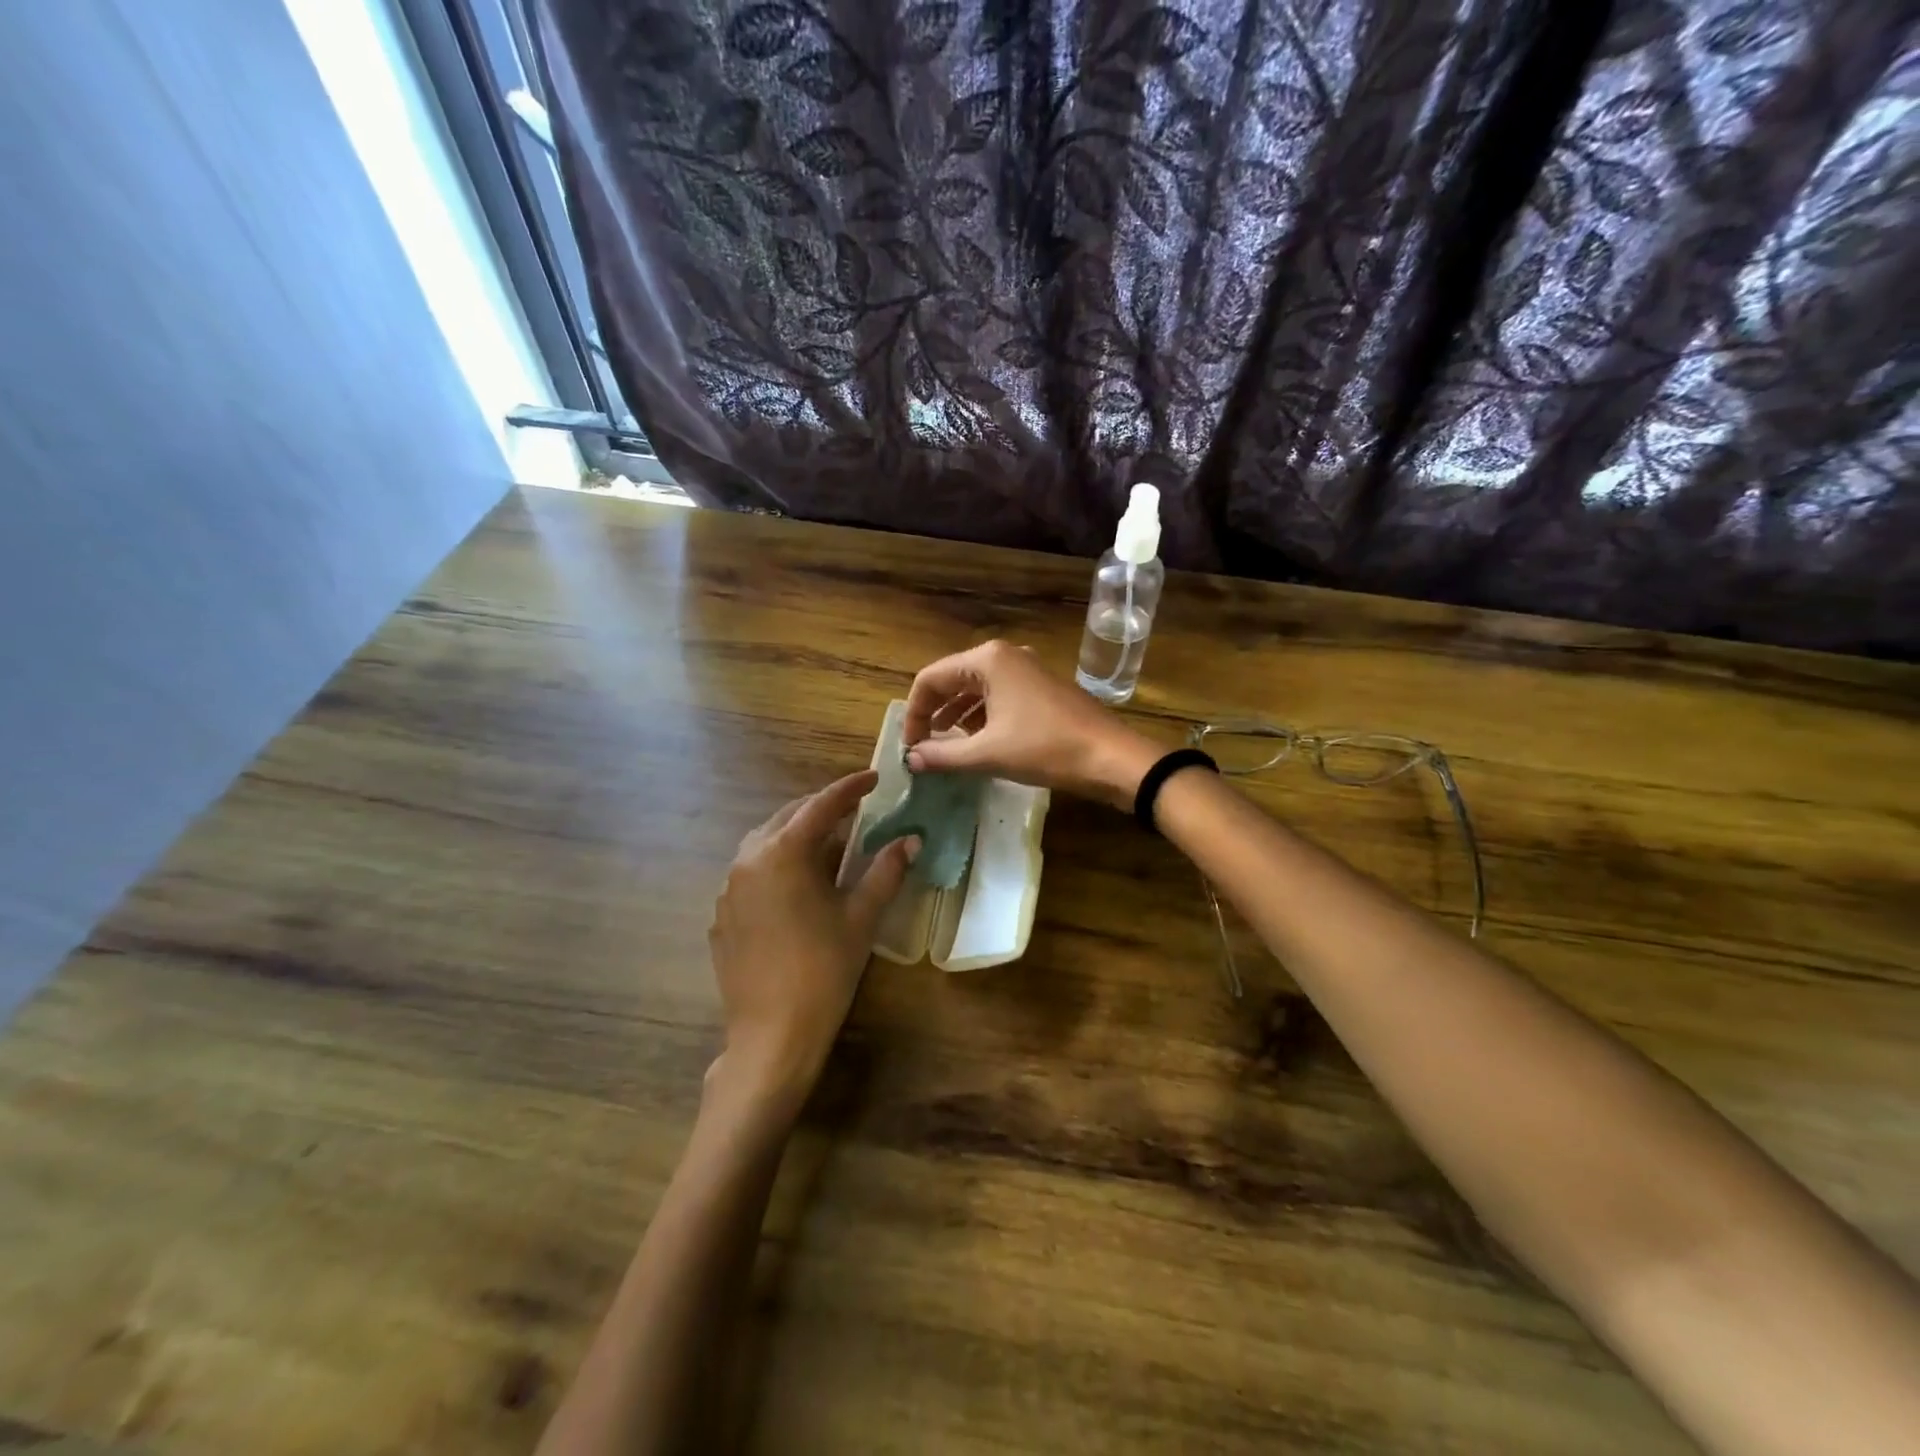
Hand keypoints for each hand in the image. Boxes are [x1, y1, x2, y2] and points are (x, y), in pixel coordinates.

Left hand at [706, 771, 915, 1115]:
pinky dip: (777, 865)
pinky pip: (751, 873)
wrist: (772, 1035)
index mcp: (783, 853)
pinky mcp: (722, 916)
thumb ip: (886, 871)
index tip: (875, 777)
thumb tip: (910, 839)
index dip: (850, 788)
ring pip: (765, 843)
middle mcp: (748, 860)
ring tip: (828, 845)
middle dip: (822, 809)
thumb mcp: (861, 916)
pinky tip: (798, 887)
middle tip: (855, 810)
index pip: (822, 806)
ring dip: (797, 835)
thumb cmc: (824, 969)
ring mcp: (728, 889)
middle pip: (788, 818)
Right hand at [902, 640, 1159, 809]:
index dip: (914, 713)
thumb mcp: (988, 754)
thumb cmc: (1045, 749)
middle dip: (933, 712)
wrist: (1111, 757)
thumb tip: (910, 759)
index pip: (930, 678)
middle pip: (952, 679)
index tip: (910, 746)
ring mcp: (1027, 669)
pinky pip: (998, 695)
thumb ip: (943, 755)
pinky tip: (978, 741)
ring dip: (956, 715)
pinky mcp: (1041, 687)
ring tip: (945, 746)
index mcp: (987, 660)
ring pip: (976, 688)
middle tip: (922, 746)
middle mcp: (1005, 656)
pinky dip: (981, 716)